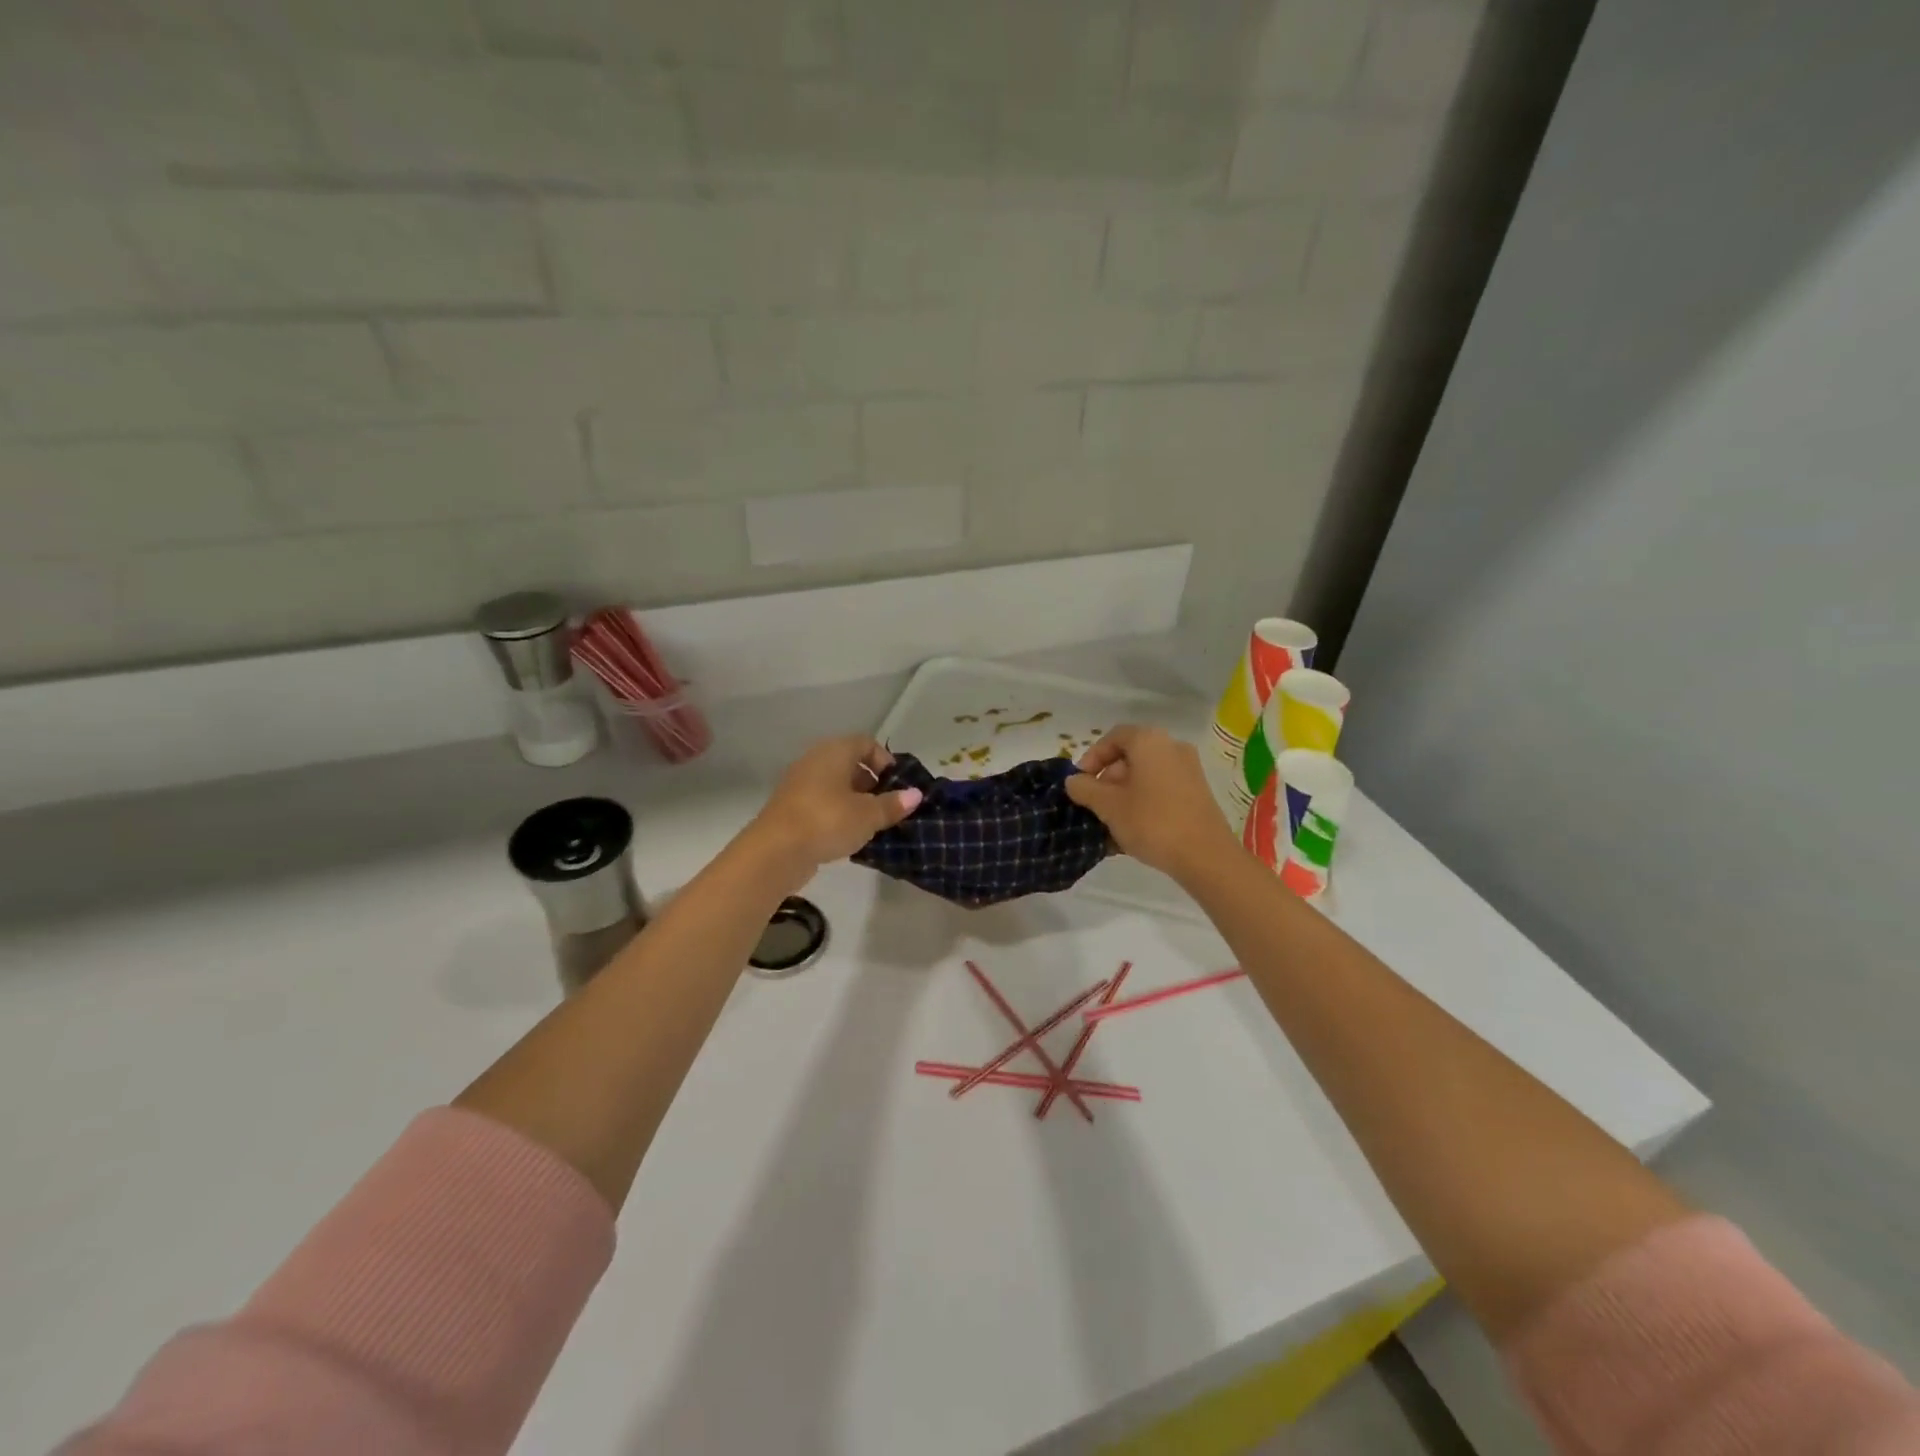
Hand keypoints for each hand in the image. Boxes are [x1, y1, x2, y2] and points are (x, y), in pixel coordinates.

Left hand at [747, 736, 922, 877]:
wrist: (775, 851)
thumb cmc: (828, 821)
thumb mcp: (868, 814)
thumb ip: (893, 804)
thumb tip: (916, 794)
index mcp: (834, 751)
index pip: (866, 743)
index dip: (885, 761)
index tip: (898, 786)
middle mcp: (815, 760)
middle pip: (850, 763)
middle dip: (872, 783)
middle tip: (888, 806)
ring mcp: (800, 784)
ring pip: (836, 785)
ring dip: (856, 801)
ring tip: (872, 824)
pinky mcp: (791, 808)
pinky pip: (822, 803)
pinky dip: (838, 813)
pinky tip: (849, 835)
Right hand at [1066, 725, 1239, 883]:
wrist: (1205, 856)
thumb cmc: (1151, 821)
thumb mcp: (1108, 806)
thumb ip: (1085, 789)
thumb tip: (1074, 781)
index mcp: (1150, 742)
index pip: (1113, 737)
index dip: (1092, 757)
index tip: (1079, 782)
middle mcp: (1172, 748)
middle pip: (1130, 757)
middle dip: (1106, 780)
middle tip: (1093, 805)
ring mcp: (1188, 771)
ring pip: (1144, 777)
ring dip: (1122, 796)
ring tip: (1108, 824)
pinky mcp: (1197, 794)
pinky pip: (1160, 791)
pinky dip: (1142, 804)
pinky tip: (1129, 832)